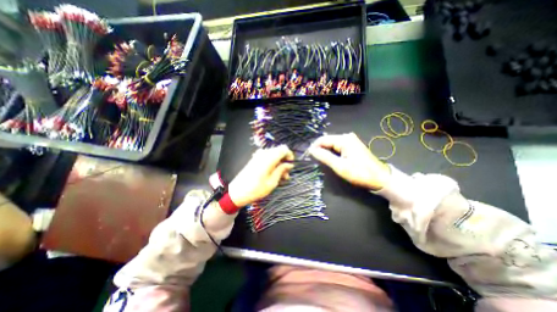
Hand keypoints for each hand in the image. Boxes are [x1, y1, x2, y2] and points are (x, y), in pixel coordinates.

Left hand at [227, 145, 295, 208]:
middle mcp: (264, 153)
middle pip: (279, 152)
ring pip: (273, 156)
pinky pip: (267, 158)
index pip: (284, 148)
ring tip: (280, 177)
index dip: (289, 155)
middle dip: (284, 162)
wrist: (237, 192)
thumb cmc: (256, 189)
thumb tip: (289, 164)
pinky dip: (272, 164)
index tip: (290, 165)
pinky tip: (272, 175)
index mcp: (269, 157)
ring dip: (279, 164)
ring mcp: (258, 156)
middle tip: (286, 175)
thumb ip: (282, 170)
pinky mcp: (254, 159)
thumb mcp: (272, 181)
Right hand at [309, 131, 390, 189]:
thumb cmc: (359, 173)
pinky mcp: (352, 146)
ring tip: (319, 159)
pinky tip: (328, 158)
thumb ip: (324, 156)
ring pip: (332, 144)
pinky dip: (331, 152)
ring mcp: (350, 141)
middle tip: (312, 159)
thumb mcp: (339, 166)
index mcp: (344, 139)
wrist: (380, 178)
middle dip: (319, 148)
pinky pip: (337, 146)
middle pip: (327, 140)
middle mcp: (347, 137)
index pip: (323, 139)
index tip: (307, 155)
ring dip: (325, 150)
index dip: (314, 146)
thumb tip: (311, 150)